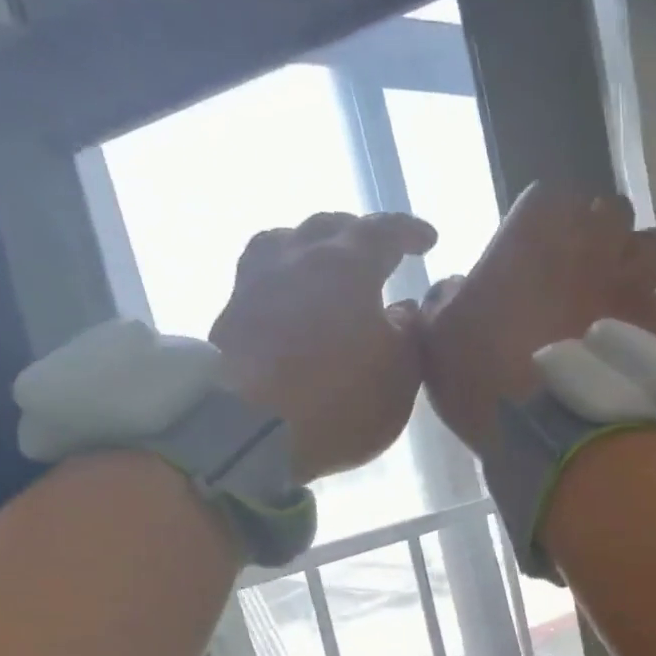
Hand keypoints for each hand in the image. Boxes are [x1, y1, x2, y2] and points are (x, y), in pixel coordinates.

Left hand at [211, 212, 435, 482]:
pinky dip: (285, 280)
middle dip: (357, 233)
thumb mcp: (399, 374)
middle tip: (376, 249)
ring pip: (283, 243)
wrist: (247, 428)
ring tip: (323, 265)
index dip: (408, 231)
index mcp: (347, 265)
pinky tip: (292, 301)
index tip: (427, 239)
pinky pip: (262, 278)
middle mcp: (297, 259)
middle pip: (328, 227)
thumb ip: (408, 335)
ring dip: (309, 247)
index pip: (383, 231)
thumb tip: (403, 310)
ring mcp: (255, 283)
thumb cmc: (340, 398)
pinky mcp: (228, 315)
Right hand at [417, 184, 655, 455]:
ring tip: (614, 296)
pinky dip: (649, 316)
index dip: (541, 225)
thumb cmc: (484, 376)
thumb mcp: (437, 337)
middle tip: (577, 270)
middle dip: (597, 233)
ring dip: (633, 263)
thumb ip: (444, 300)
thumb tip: (456, 289)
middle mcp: (594, 241)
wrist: (549, 434)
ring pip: (650, 247)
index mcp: (537, 228)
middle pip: (610, 212)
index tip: (530, 254)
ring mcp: (634, 282)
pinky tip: (630, 340)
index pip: (547, 198)